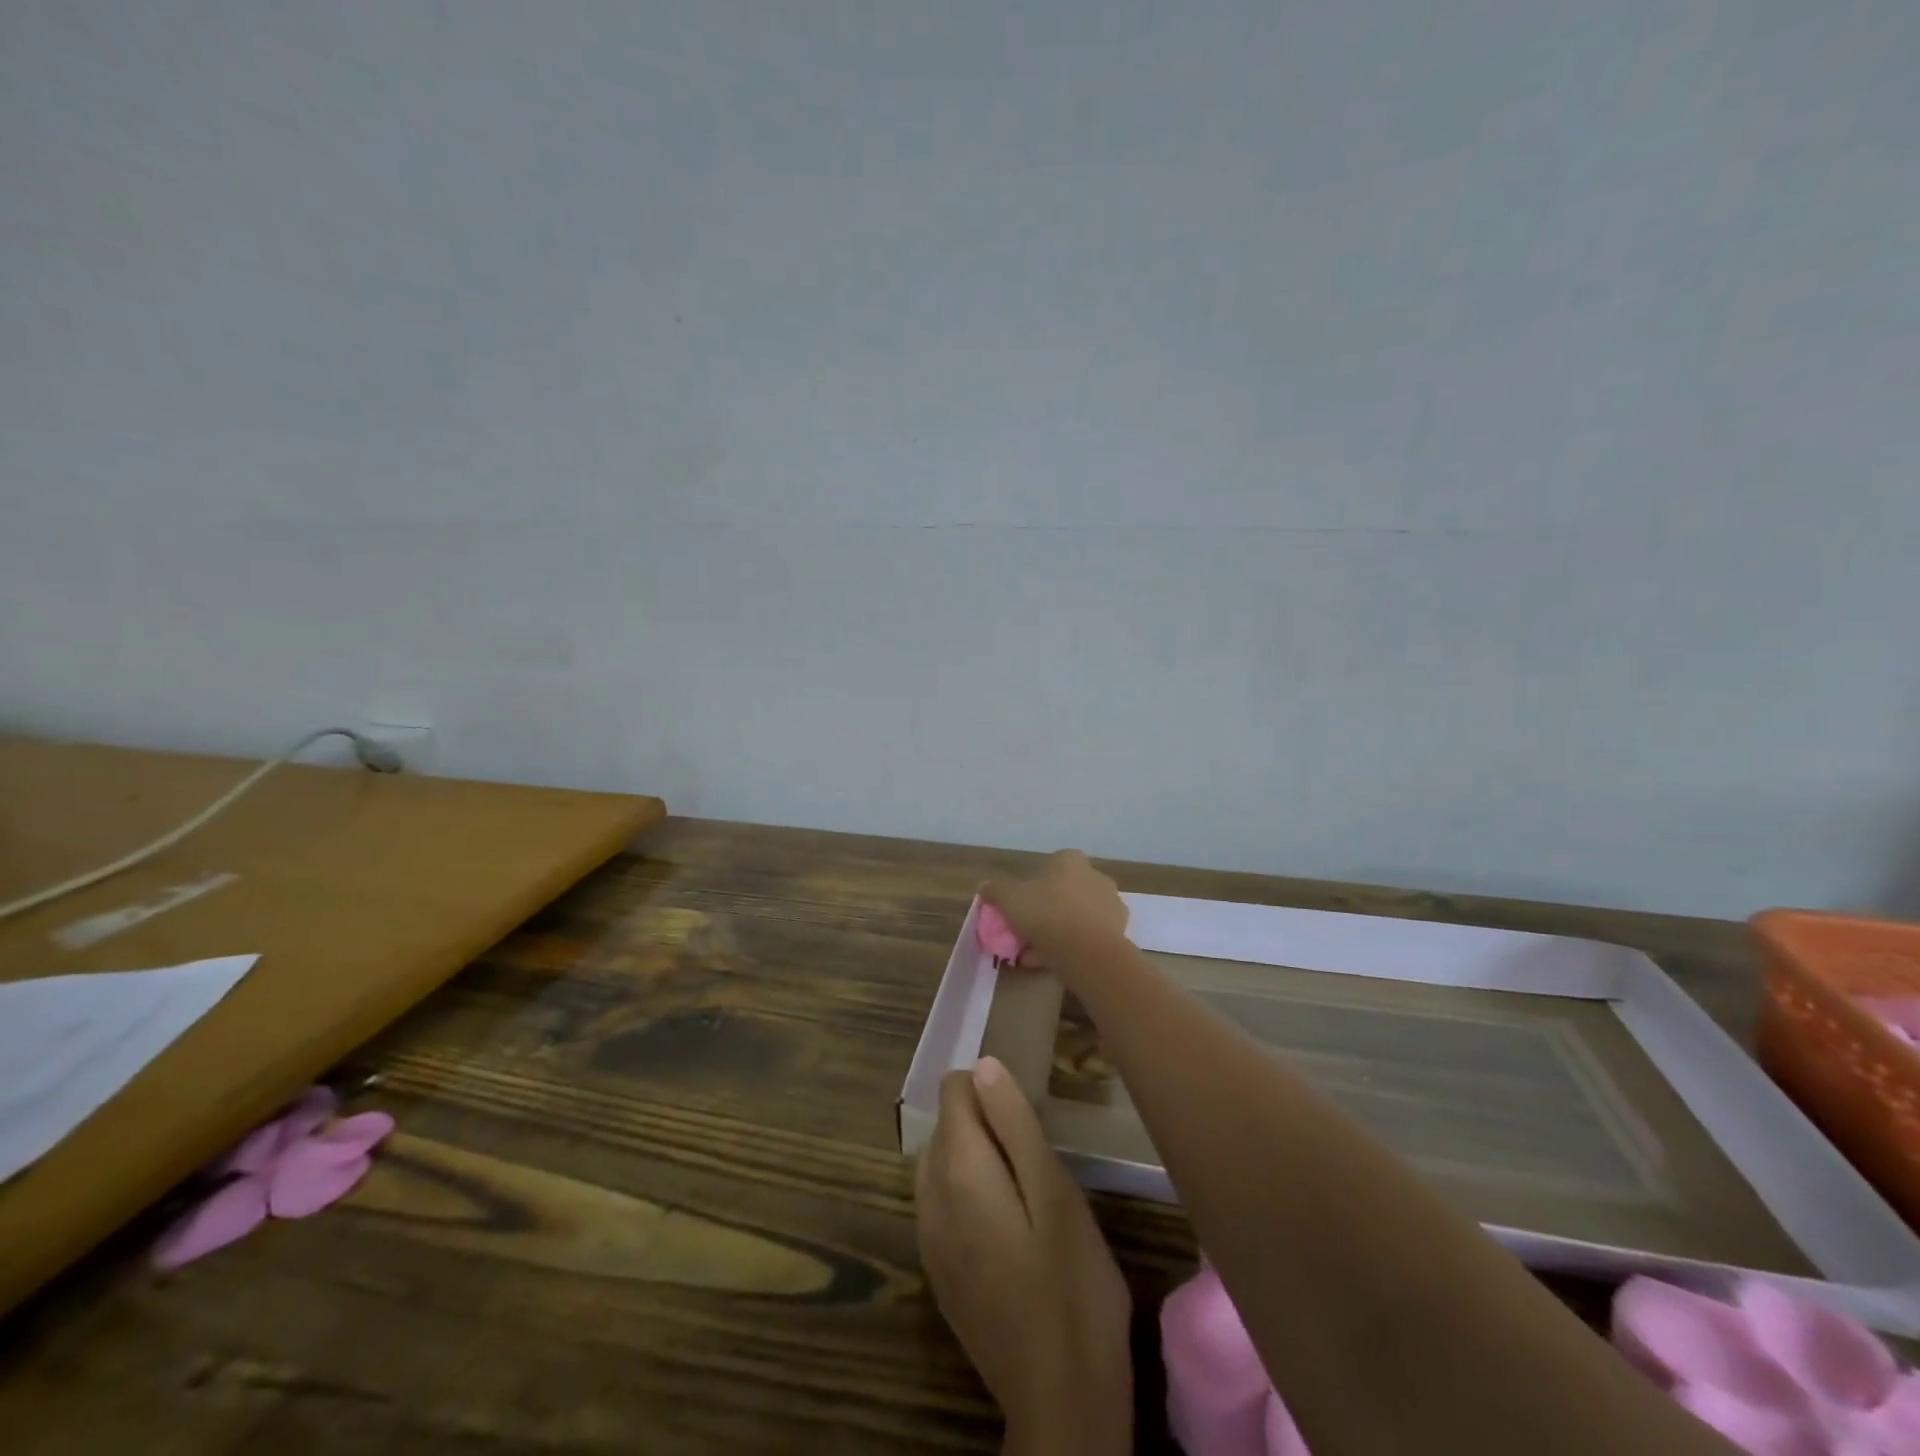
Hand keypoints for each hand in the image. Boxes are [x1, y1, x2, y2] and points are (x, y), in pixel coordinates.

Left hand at [916, 1057, 1132, 1455]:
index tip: (1028, 1112)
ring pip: (939, 1160)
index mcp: (958, 1168)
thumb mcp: (1055, 1192)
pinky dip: (966, 1190)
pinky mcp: (937, 1270)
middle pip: (945, 1123)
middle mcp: (929, 1195)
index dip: (991, 1087)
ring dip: (974, 1155)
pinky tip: (1007, 1224)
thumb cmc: (1072, 1286)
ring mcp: (928, 1237)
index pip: (954, 1088)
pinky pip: (940, 1201)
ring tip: (1025, 1185)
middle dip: (983, 1119)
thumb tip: (982, 1065)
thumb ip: (1014, 1123)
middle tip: (1035, 1153)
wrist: (1060, 1402)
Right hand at [981, 851, 1129, 969]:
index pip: (1049, 867)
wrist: (1087, 951)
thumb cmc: (1046, 913)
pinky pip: (1088, 935)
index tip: (1019, 908)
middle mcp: (1095, 876)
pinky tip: (1054, 961)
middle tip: (1027, 930)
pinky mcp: (1119, 931)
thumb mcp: (1009, 898)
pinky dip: (1073, 945)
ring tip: (1037, 952)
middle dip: (1046, 909)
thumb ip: (995, 889)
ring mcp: (1111, 904)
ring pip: (1076, 915)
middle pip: (1064, 892)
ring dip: (1059, 929)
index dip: (1030, 887)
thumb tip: (985, 886)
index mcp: (1070, 860)